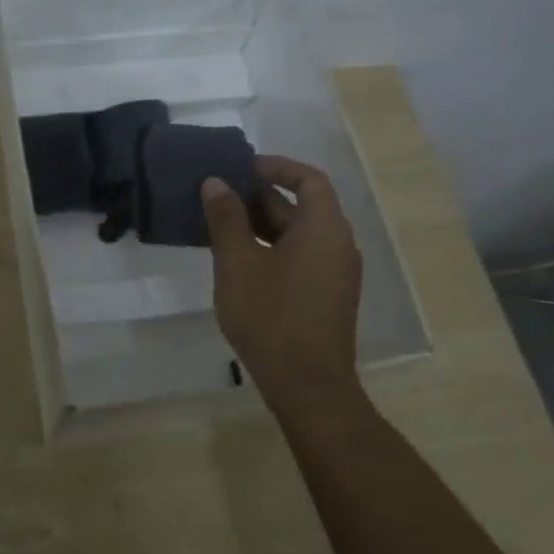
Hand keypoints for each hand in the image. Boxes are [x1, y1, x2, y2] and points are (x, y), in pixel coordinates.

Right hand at [202, 156, 364, 417]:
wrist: (307, 386)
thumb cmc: (272, 316)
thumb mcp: (238, 262)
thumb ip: (226, 218)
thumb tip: (215, 183)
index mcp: (324, 228)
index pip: (308, 179)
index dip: (277, 167)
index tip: (242, 167)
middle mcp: (337, 245)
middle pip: (302, 206)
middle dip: (260, 197)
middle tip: (219, 195)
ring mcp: (334, 274)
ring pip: (298, 234)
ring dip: (262, 224)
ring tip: (220, 225)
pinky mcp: (325, 297)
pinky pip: (300, 257)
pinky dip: (271, 248)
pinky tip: (238, 261)